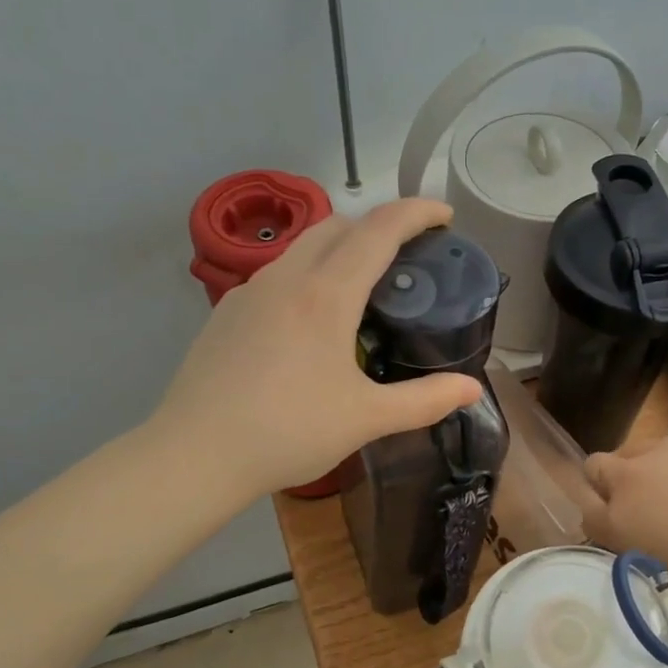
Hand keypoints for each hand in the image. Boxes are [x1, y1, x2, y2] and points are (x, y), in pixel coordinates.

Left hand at [151, 199, 482, 496]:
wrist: (195, 455)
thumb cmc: (288, 432)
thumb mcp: (366, 419)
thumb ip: (425, 400)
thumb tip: (473, 390)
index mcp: (326, 295)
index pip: (379, 230)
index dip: (417, 213)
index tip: (444, 215)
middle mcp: (286, 278)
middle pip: (338, 225)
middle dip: (378, 226)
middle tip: (407, 258)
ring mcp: (249, 292)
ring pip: (303, 246)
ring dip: (340, 248)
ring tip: (362, 290)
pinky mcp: (226, 312)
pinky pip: (278, 273)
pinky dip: (308, 274)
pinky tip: (311, 323)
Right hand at [582, 422, 667, 600]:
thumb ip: (654, 561)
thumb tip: (655, 555)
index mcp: (622, 521)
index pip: (587, 515)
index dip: (599, 521)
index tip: (617, 530)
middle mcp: (630, 478)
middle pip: (596, 467)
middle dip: (607, 481)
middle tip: (640, 500)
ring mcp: (661, 447)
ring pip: (637, 450)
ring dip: (649, 466)